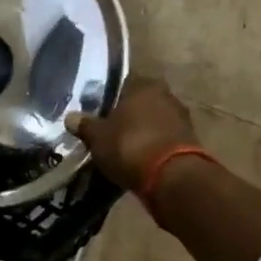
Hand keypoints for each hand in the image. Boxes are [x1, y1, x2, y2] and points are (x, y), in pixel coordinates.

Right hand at [65, 76, 200, 191]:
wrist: (171, 177)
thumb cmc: (129, 145)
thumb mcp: (97, 137)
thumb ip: (84, 125)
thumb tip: (70, 117)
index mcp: (143, 85)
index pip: (123, 83)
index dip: (109, 97)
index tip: (97, 111)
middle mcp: (166, 95)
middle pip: (140, 102)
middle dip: (126, 115)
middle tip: (108, 130)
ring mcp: (181, 118)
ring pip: (153, 121)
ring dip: (141, 131)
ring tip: (122, 147)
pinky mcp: (190, 142)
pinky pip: (163, 139)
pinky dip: (152, 146)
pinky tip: (138, 158)